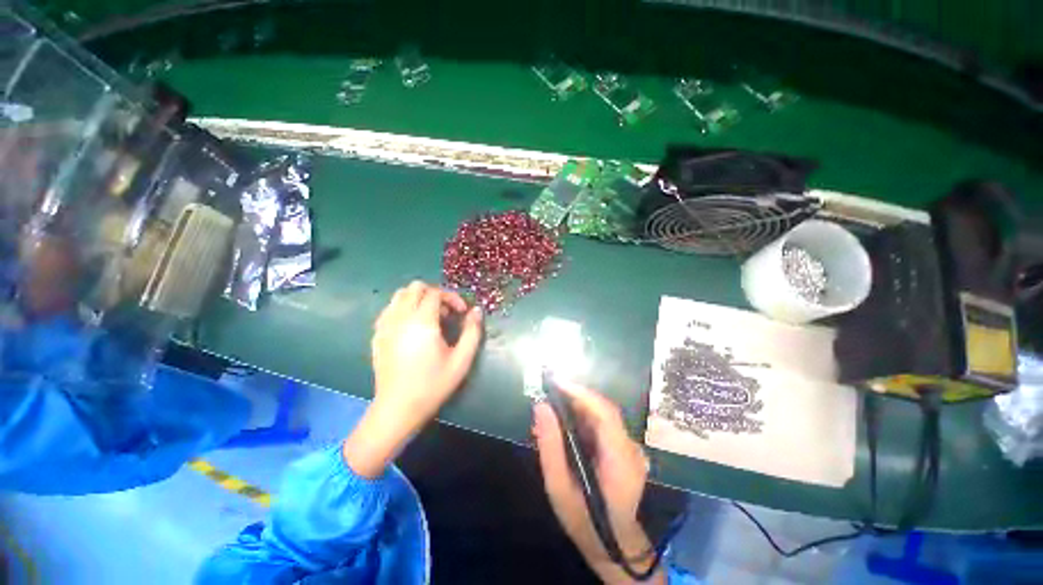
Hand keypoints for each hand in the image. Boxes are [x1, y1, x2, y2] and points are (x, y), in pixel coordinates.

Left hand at [344, 281, 481, 477]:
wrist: (398, 408)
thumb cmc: (433, 384)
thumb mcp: (461, 360)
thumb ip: (472, 331)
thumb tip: (476, 310)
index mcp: (422, 322)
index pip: (435, 293)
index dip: (452, 298)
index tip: (462, 312)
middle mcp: (400, 318)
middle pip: (415, 287)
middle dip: (434, 294)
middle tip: (446, 313)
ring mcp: (385, 325)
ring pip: (399, 295)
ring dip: (418, 299)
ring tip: (430, 318)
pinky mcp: (377, 335)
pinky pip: (389, 309)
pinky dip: (403, 309)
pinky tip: (412, 327)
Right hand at [533, 383, 662, 584]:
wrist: (615, 545)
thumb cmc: (585, 520)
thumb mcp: (559, 488)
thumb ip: (550, 446)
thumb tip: (541, 407)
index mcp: (620, 459)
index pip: (605, 413)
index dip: (581, 393)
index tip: (556, 382)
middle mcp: (631, 448)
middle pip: (604, 409)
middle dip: (576, 395)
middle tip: (550, 389)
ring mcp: (631, 448)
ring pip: (604, 414)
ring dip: (578, 404)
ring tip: (553, 402)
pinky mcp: (625, 448)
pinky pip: (604, 423)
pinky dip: (584, 416)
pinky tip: (567, 420)